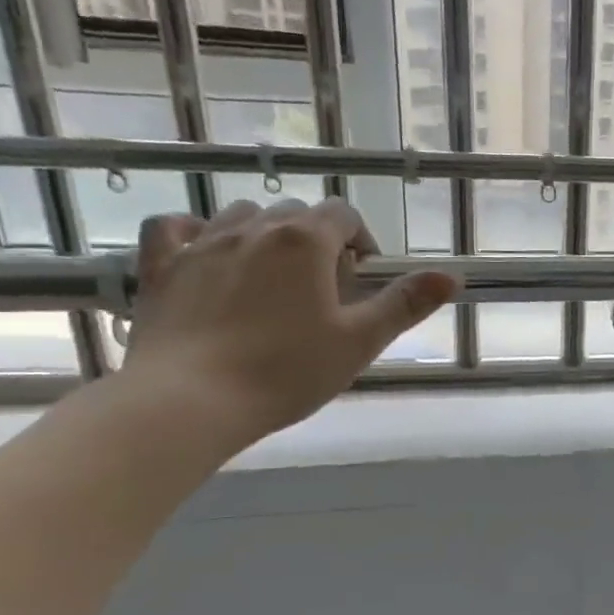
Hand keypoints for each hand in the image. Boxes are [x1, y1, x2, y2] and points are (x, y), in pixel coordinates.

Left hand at [119, 198, 458, 444]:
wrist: (191, 400)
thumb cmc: (286, 371)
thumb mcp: (360, 341)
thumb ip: (405, 304)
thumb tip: (452, 276)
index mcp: (306, 242)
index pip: (344, 214)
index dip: (360, 240)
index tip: (362, 277)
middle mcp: (255, 228)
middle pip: (296, 214)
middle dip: (317, 241)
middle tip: (322, 290)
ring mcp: (202, 243)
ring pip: (242, 215)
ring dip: (265, 234)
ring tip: (271, 278)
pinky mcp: (161, 266)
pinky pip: (173, 226)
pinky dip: (193, 231)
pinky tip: (205, 253)